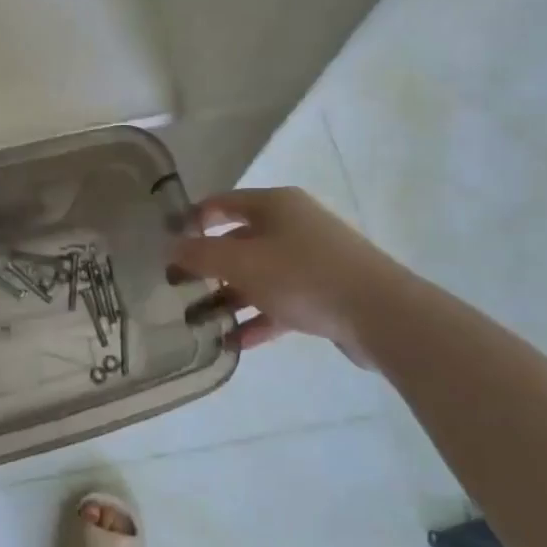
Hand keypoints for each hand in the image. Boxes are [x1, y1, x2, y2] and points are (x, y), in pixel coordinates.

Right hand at [170, 187, 404, 361]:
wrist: (381, 314)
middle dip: (207, 266)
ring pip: (257, 276)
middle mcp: (292, 225)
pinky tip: (233, 342)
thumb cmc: (303, 276)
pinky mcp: (323, 293)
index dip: (192, 221)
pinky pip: (279, 303)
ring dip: (228, 297)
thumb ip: (200, 255)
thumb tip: (170, 247)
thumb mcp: (242, 263)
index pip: (221, 204)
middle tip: (176, 287)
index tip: (166, 245)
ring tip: (198, 321)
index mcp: (274, 205)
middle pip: (238, 241)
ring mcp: (310, 260)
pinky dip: (256, 319)